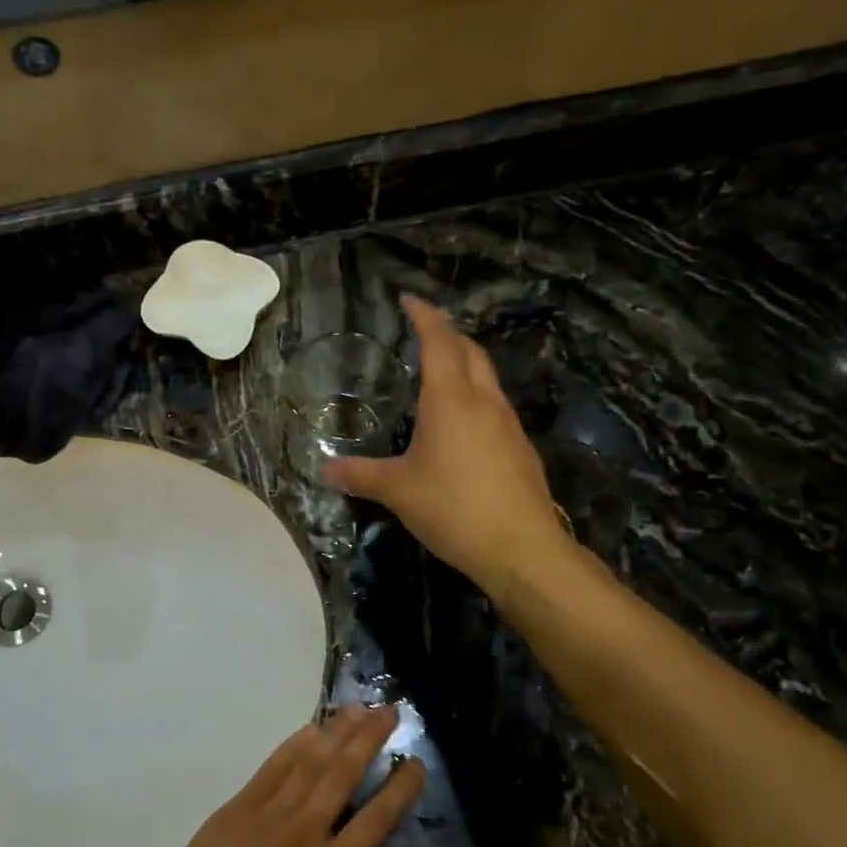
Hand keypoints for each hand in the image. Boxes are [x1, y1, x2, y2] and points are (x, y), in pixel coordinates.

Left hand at [156, 705, 424, 846]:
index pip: (375, 819)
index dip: (399, 789)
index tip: (416, 762)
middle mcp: (305, 832)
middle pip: (343, 776)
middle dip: (369, 740)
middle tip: (390, 710)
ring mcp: (269, 814)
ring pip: (310, 763)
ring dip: (336, 733)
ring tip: (358, 708)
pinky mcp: (240, 806)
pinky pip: (272, 767)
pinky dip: (293, 745)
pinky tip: (311, 727)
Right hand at [326, 296, 568, 596]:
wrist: (521, 547)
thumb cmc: (453, 508)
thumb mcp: (398, 491)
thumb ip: (360, 475)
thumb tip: (325, 470)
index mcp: (451, 399)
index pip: (439, 341)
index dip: (424, 316)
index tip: (409, 299)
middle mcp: (484, 401)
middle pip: (470, 351)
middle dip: (447, 334)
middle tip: (423, 331)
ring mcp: (508, 424)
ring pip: (486, 378)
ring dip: (465, 364)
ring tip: (440, 372)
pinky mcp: (519, 448)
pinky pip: (495, 406)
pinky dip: (475, 396)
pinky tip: (462, 423)